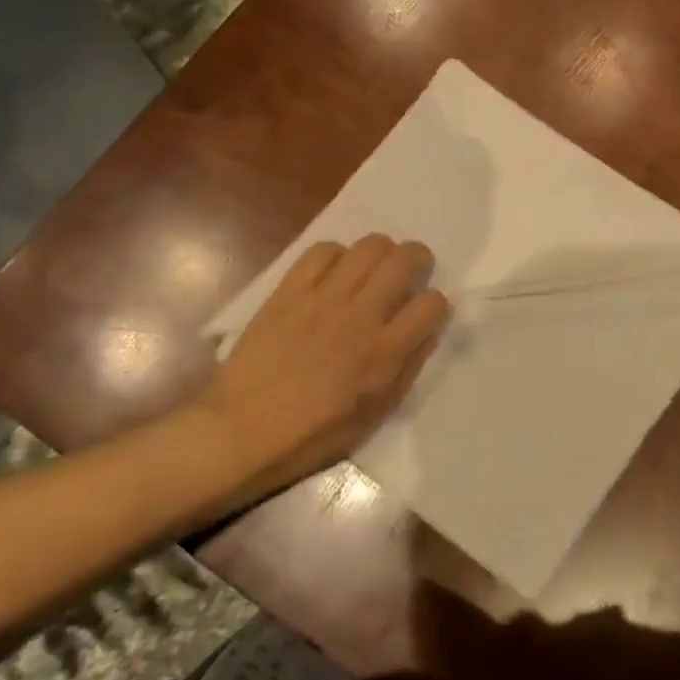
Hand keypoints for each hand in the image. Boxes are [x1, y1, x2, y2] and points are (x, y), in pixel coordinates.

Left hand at [202, 235, 449, 497]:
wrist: (244, 430)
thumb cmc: (314, 434)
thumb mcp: (375, 414)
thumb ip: (407, 368)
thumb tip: (427, 331)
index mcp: (385, 353)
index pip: (433, 303)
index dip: (436, 304)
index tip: (425, 313)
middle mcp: (360, 315)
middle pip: (405, 259)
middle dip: (418, 259)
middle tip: (410, 272)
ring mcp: (323, 298)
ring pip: (369, 245)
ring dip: (381, 252)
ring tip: (373, 268)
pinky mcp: (290, 290)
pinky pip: (322, 250)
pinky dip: (336, 255)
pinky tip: (334, 273)